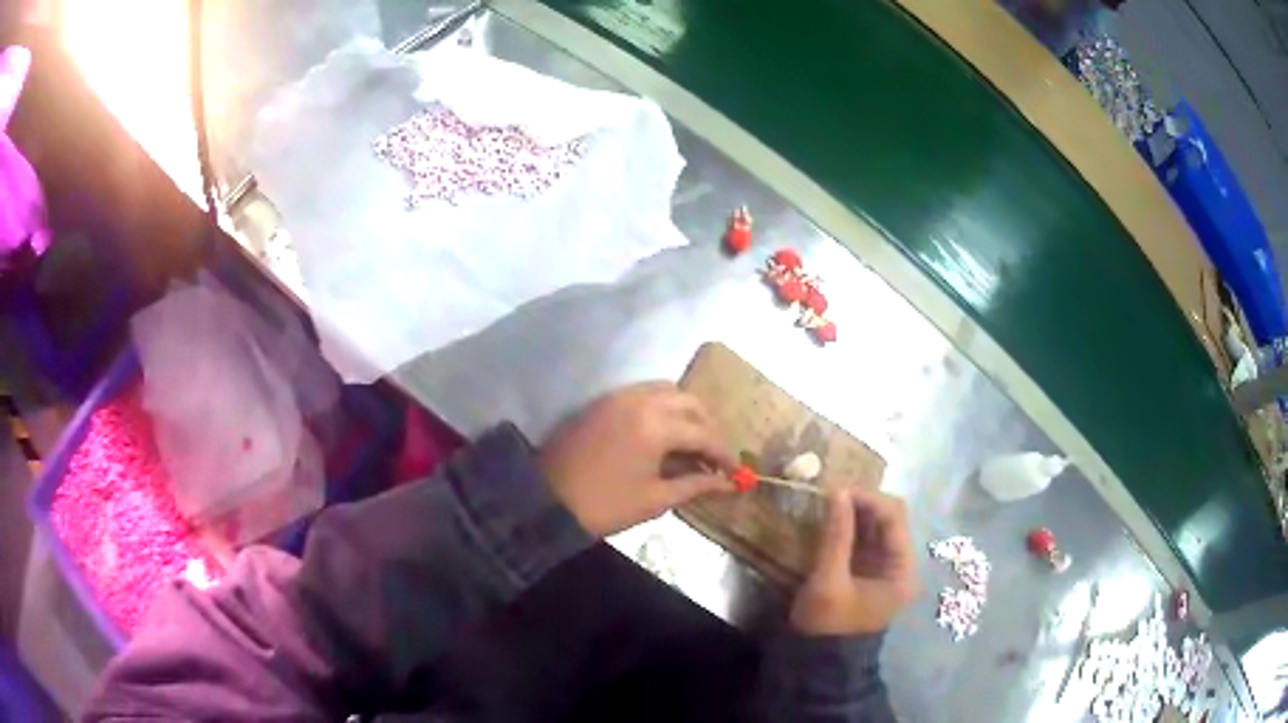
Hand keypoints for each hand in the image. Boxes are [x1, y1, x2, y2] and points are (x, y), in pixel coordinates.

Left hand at [539, 382, 735, 536]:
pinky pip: (642, 392)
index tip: (733, 471)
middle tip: (711, 454)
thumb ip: (695, 485)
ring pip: (666, 390)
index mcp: (656, 426)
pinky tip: (661, 431)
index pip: (703, 433)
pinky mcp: (603, 401)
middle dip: (706, 426)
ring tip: (689, 441)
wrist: (547, 499)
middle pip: (689, 401)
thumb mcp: (654, 499)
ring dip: (684, 411)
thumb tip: (728, 484)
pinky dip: (661, 405)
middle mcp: (641, 401)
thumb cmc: (605, 505)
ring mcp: (618, 397)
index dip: (722, 453)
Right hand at [790, 487, 917, 635]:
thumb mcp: (828, 582)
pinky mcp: (869, 570)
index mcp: (902, 569)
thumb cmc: (827, 625)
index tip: (836, 491)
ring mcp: (885, 567)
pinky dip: (849, 526)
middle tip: (829, 496)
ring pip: (876, 526)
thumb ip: (836, 537)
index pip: (894, 517)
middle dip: (861, 503)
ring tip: (827, 504)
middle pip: (889, 518)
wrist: (820, 661)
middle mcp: (901, 563)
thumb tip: (838, 492)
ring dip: (854, 512)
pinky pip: (864, 538)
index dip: (868, 498)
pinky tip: (830, 521)